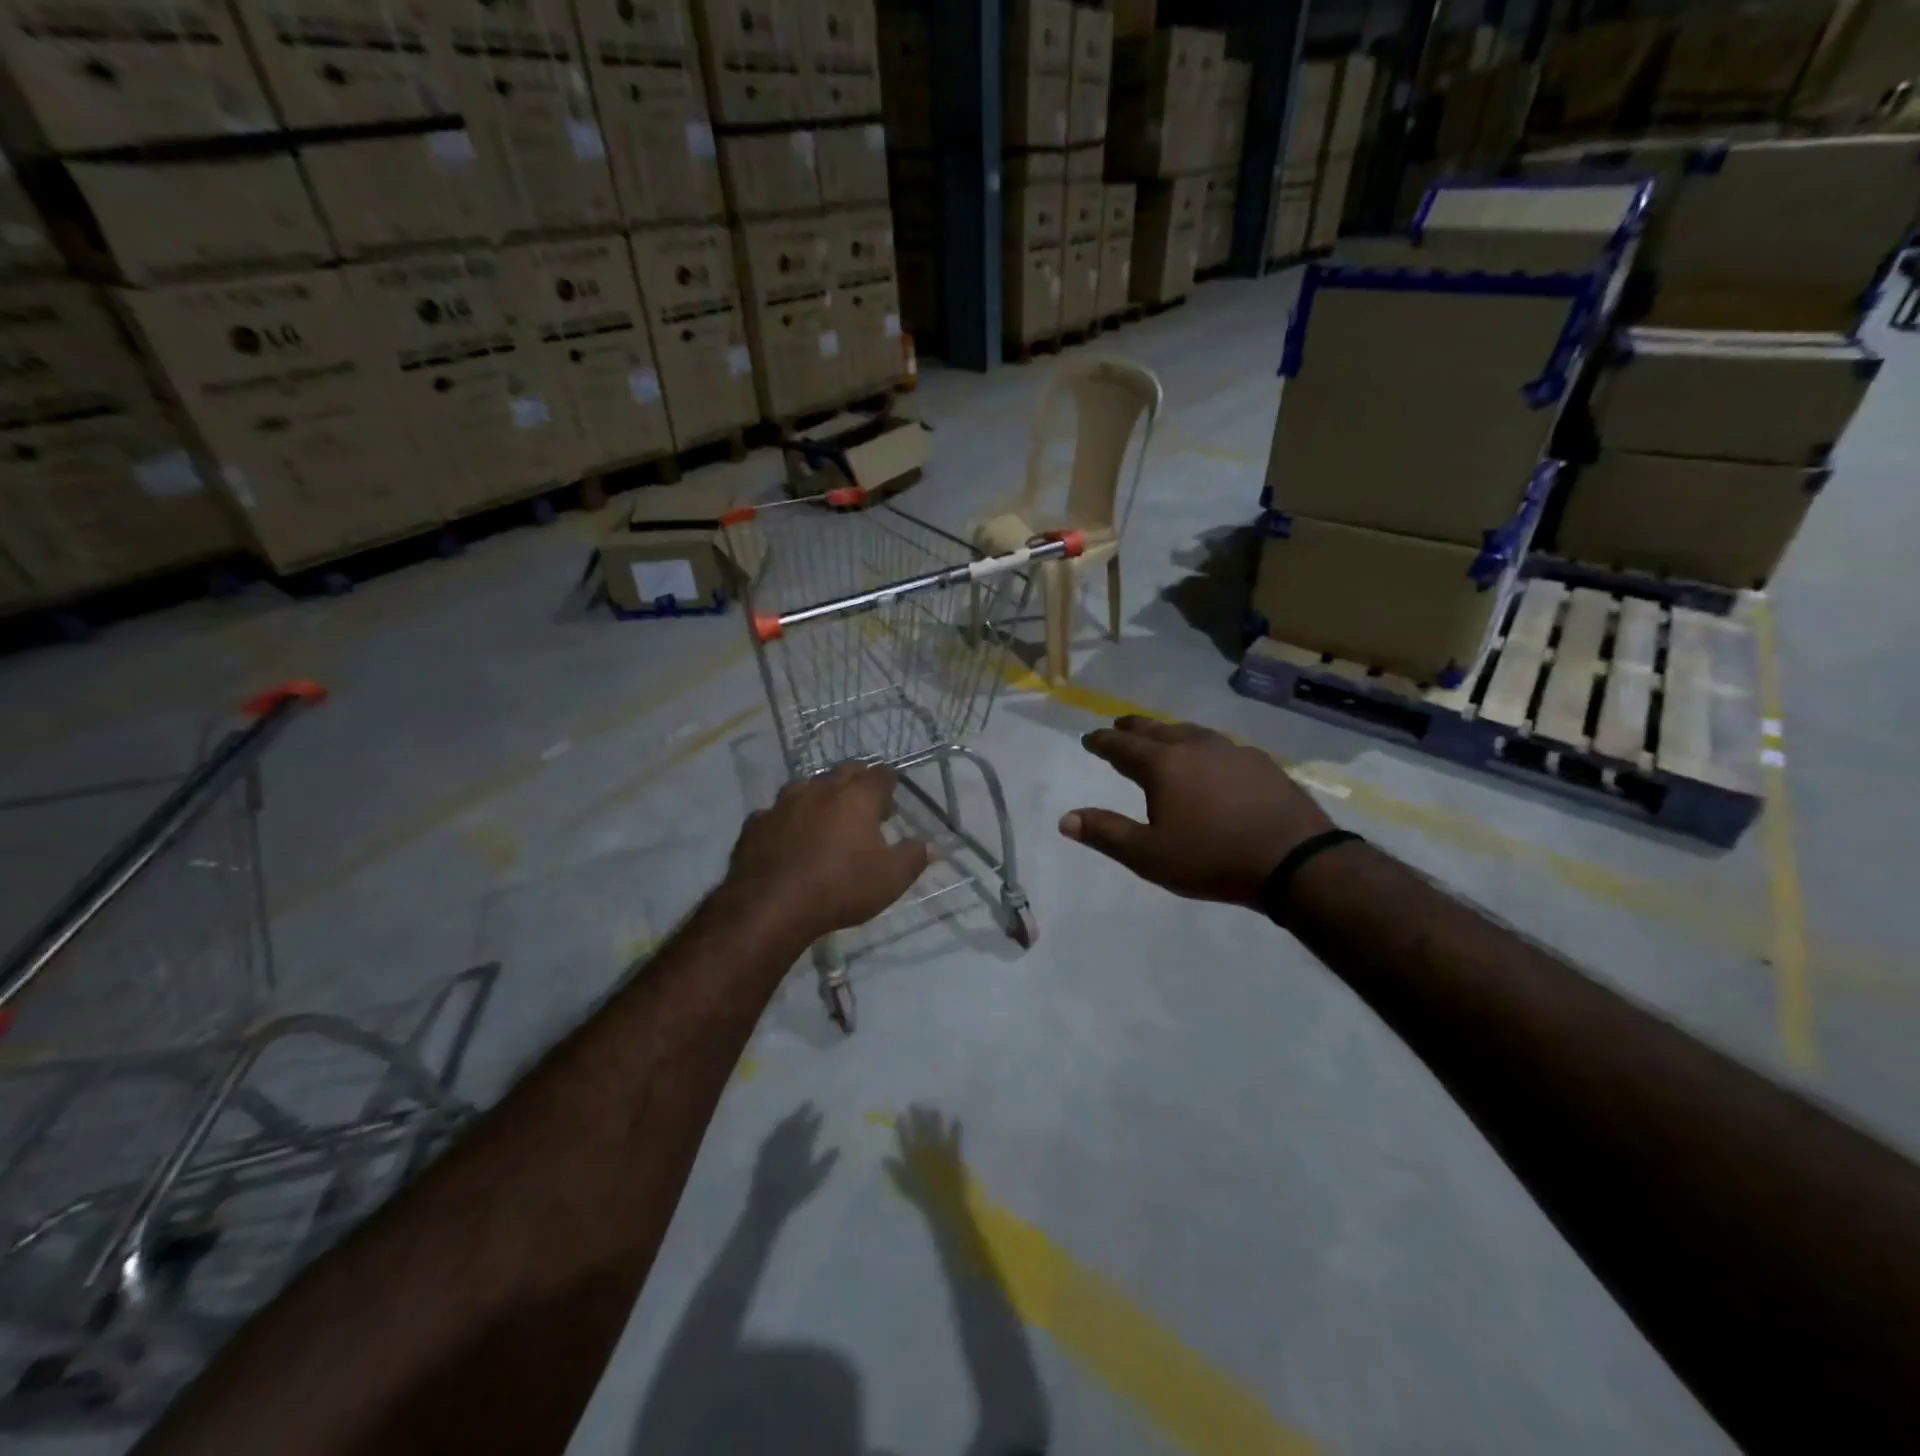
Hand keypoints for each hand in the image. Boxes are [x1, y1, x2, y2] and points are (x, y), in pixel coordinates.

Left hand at [725, 761, 929, 942]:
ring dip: (819, 796)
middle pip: (843, 772)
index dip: (889, 783)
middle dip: (857, 782)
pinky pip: (775, 813)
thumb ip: (914, 857)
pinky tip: (787, 837)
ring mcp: (783, 804)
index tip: (892, 796)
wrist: (771, 905)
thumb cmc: (840, 887)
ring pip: (806, 787)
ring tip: (825, 818)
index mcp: (857, 797)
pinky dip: (787, 820)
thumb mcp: (890, 878)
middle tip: (865, 805)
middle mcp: (820, 789)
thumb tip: (933, 845)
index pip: (880, 774)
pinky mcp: (756, 824)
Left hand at [750, 1104, 838, 1213]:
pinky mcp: (764, 1152)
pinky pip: (772, 1134)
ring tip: (796, 1112)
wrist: (768, 1203)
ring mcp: (775, 1146)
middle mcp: (788, 1143)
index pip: (810, 1129)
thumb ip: (826, 1163)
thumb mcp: (814, 1180)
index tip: (820, 1112)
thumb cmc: (794, 1193)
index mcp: (801, 1148)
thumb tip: (837, 1148)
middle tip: (809, 1102)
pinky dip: (778, 1127)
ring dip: (791, 1117)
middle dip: (803, 1112)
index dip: (815, 1120)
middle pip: (796, 1123)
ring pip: (784, 1126)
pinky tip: (780, 1126)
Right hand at [883, 1106, 967, 1214]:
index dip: (902, 1124)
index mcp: (912, 1154)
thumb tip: (884, 1158)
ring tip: (932, 1108)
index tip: (900, 1115)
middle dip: (917, 1113)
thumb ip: (895, 1170)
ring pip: (936, 1126)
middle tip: (914, 1104)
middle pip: (920, 1125)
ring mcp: (941, 1146)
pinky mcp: (954, 1150)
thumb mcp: (904, 1184)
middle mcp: (926, 1145)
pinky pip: (955, 1134)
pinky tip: (957, 1117)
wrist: (945, 1201)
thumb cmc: (922, 1195)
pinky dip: (956, 1126)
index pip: (904, 1134)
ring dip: (934, 1116)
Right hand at [1059, 716, 1334, 907]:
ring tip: (1159, 738)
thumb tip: (1065, 819)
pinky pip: (1218, 744)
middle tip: (1118, 726)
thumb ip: (1106, 833)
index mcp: (1163, 764)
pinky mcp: (1260, 762)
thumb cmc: (1213, 858)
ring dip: (1167, 733)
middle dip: (1131, 727)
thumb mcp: (1149, 855)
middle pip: (1154, 729)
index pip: (1121, 745)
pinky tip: (1209, 759)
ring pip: (1189, 732)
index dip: (1101, 742)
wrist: (1294, 860)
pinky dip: (1200, 746)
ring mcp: (1231, 750)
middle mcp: (1194, 746)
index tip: (1088, 739)